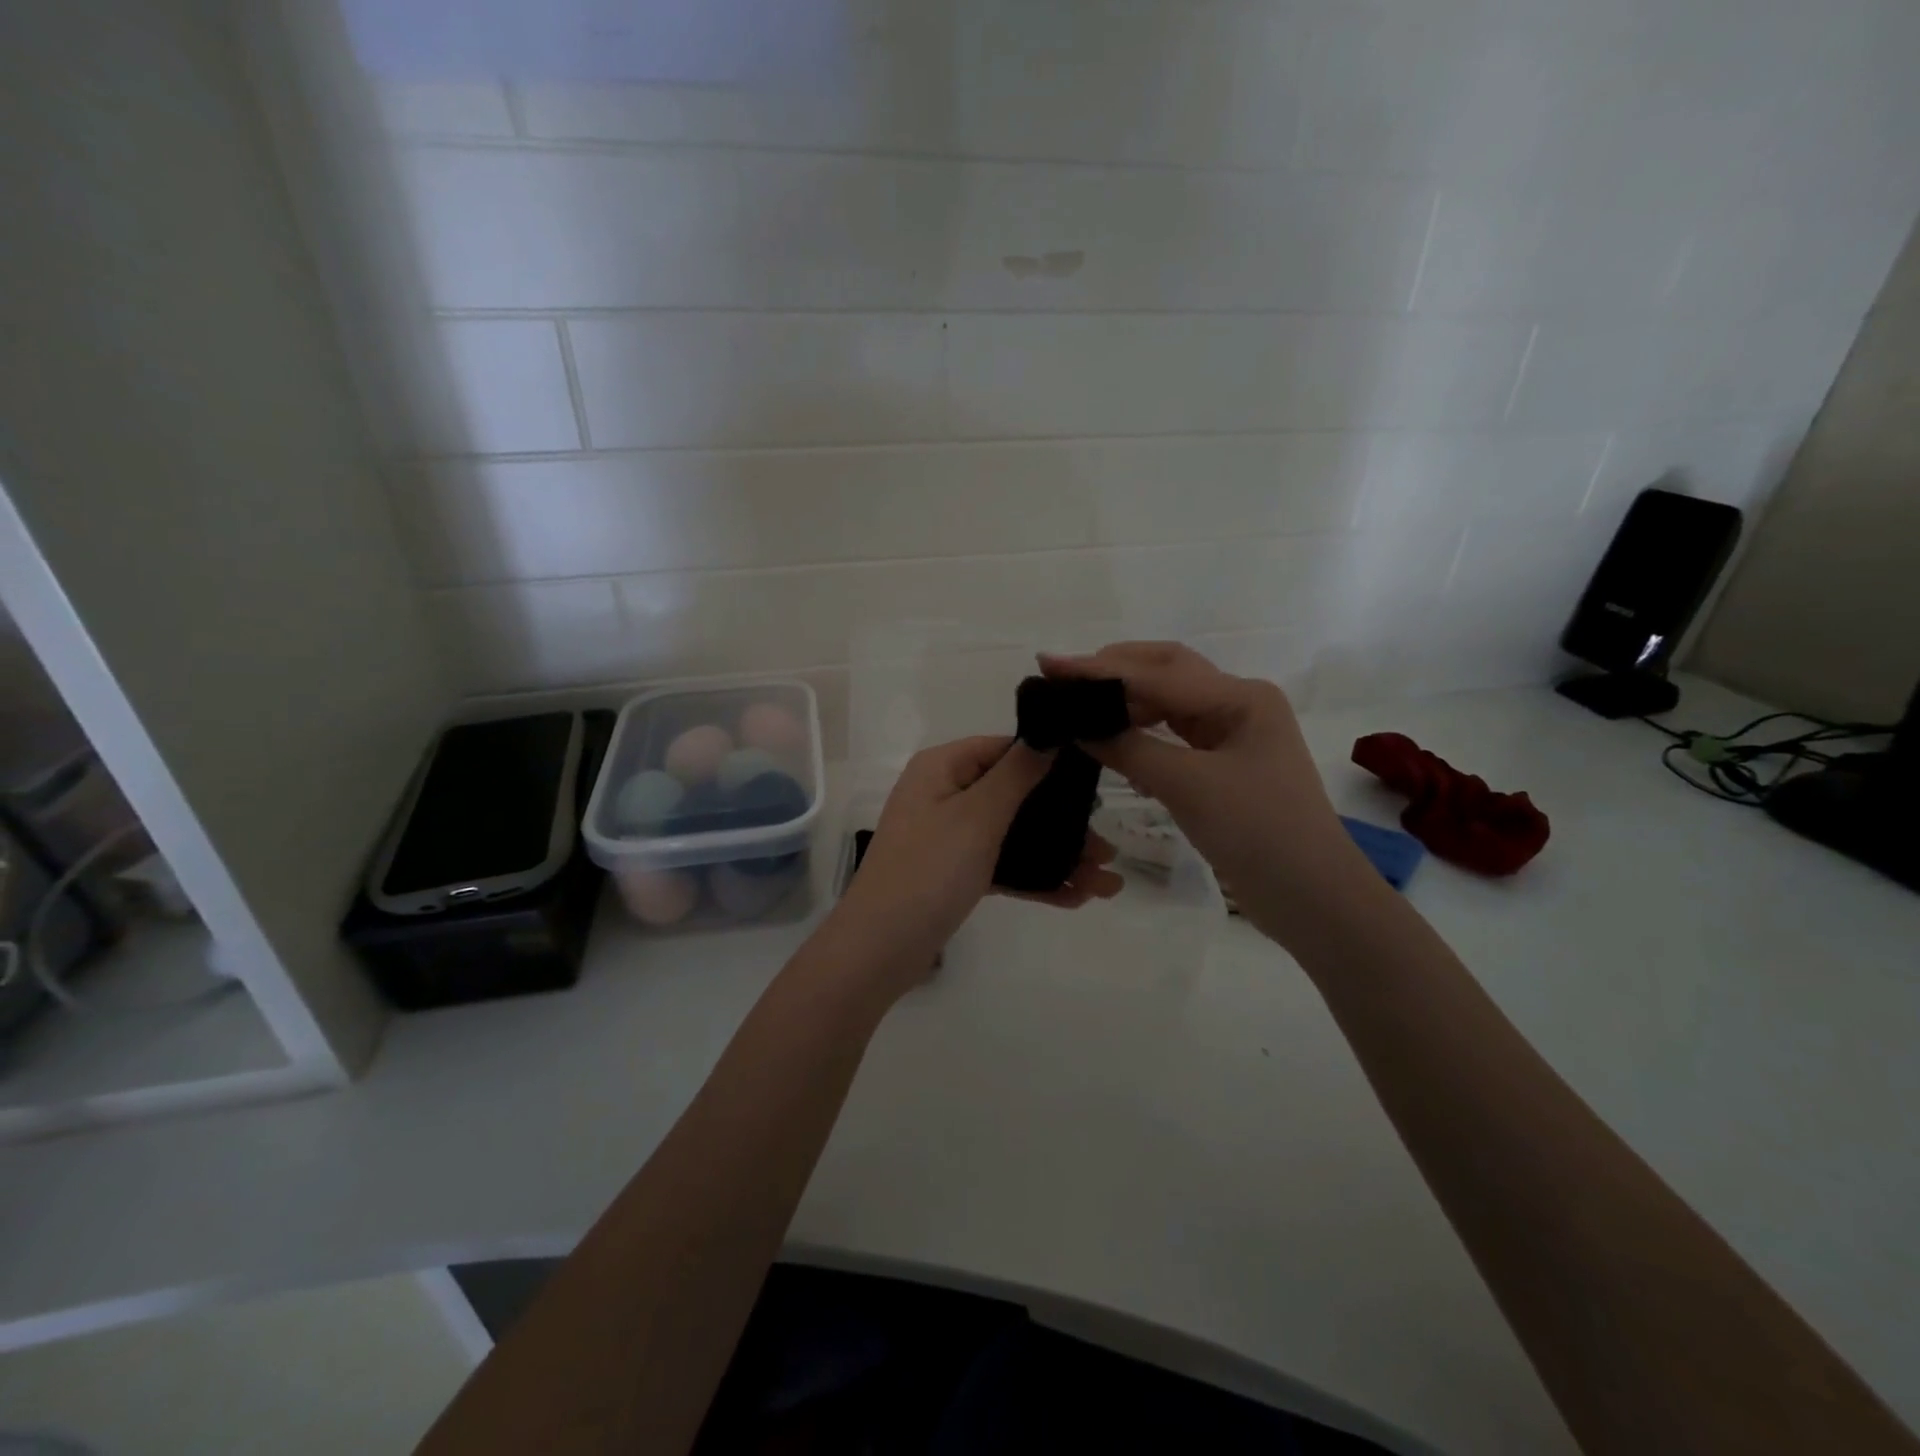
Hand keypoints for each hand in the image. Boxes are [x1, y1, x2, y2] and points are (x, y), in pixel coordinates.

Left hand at [830, 736, 1121, 980]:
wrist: (880, 949)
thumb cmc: (928, 871)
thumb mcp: (977, 816)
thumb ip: (1016, 774)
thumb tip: (1048, 733)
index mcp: (943, 768)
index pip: (1003, 749)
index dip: (1048, 761)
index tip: (1094, 781)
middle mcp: (945, 795)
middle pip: (1015, 796)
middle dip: (1063, 822)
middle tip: (1108, 847)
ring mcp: (949, 837)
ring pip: (1014, 836)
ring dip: (1058, 856)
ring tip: (1106, 881)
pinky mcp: (954, 874)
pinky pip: (1002, 866)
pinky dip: (1035, 879)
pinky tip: (1076, 898)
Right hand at [1040, 643, 1374, 947]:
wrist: (1312, 897)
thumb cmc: (1257, 832)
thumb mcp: (1187, 786)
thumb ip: (1129, 749)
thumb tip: (1077, 725)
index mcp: (1241, 697)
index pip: (1156, 674)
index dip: (1099, 671)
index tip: (1050, 664)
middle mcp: (1238, 704)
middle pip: (1166, 672)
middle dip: (1115, 671)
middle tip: (1064, 679)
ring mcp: (1233, 734)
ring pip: (1169, 702)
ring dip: (1126, 702)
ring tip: (1081, 707)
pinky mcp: (1224, 764)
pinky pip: (1174, 735)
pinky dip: (1142, 733)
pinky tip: (1114, 742)